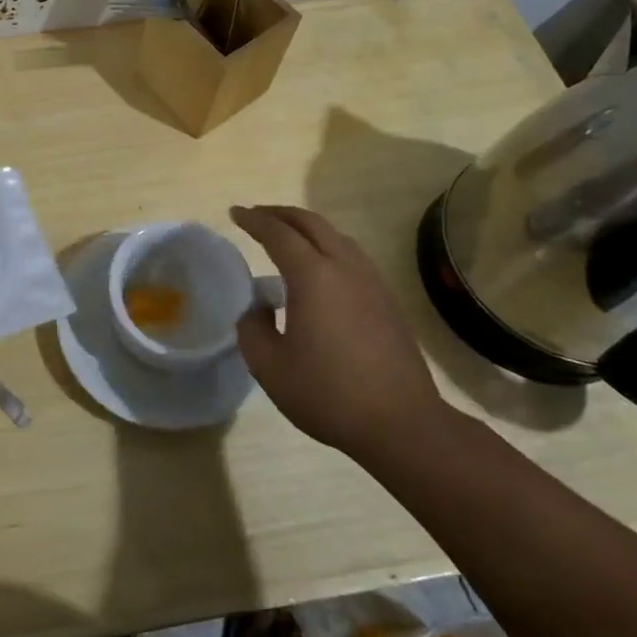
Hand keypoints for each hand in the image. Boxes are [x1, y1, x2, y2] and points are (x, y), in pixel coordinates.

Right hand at [230, 205, 446, 460]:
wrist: (402, 423)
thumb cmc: (328, 393)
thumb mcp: (270, 367)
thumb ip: (252, 329)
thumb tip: (257, 308)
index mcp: (313, 276)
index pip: (278, 234)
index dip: (254, 220)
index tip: (235, 213)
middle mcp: (345, 268)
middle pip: (311, 223)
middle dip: (281, 214)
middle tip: (257, 215)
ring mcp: (372, 282)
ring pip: (337, 237)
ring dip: (308, 228)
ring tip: (287, 238)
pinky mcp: (387, 301)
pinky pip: (353, 256)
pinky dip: (328, 247)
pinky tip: (320, 270)